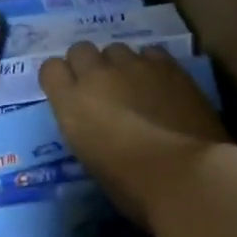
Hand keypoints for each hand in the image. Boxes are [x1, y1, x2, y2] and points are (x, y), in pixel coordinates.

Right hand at [39, 42, 233, 231]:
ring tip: (135, 87)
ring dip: (120, 65)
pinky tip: (161, 84)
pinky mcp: (166, 64)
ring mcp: (133, 65)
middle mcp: (97, 75)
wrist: (186, 176)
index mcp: (72, 104)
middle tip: (102, 88)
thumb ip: (87, 129)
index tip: (70, 94)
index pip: (50, 69)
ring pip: (116, 49)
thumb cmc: (134, 188)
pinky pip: (150, 53)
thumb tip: (98, 124)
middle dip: (88, 65)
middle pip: (80, 50)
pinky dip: (151, 65)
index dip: (60, 79)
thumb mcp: (93, 162)